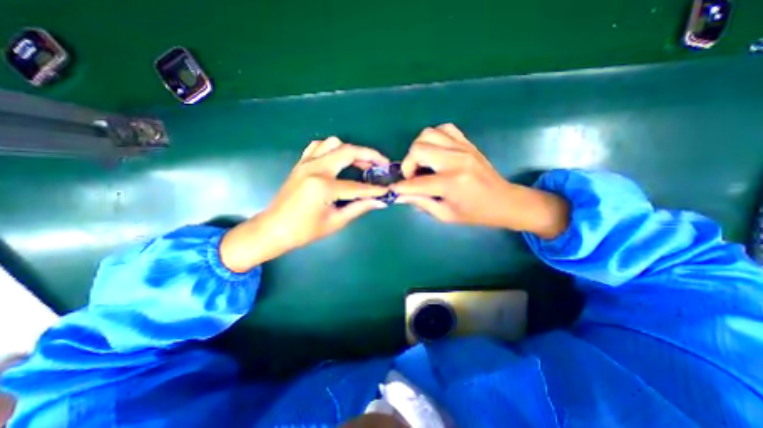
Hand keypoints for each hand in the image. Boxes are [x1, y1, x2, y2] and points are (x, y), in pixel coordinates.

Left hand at [219, 137, 387, 269]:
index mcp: (323, 186)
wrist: (273, 229)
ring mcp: (306, 163)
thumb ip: (359, 208)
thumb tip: (379, 202)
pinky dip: (332, 149)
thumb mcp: (335, 222)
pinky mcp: (301, 163)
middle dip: (369, 155)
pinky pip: (318, 146)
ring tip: (361, 163)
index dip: (374, 189)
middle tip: (382, 164)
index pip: (357, 185)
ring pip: (333, 143)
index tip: (388, 189)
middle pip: (348, 151)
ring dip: (351, 150)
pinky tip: (338, 160)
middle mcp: (315, 168)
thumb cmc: (304, 231)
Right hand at [393, 124, 565, 237]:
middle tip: (412, 176)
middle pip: (419, 148)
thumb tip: (401, 195)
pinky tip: (435, 151)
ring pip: (428, 133)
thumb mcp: (445, 215)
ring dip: (419, 148)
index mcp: (451, 183)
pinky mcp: (467, 143)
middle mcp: (456, 160)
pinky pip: (444, 128)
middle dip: (408, 163)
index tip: (393, 189)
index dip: (400, 187)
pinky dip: (434, 137)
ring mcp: (463, 148)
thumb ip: (421, 203)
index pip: (416, 182)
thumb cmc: (474, 213)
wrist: (503, 201)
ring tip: (423, 163)